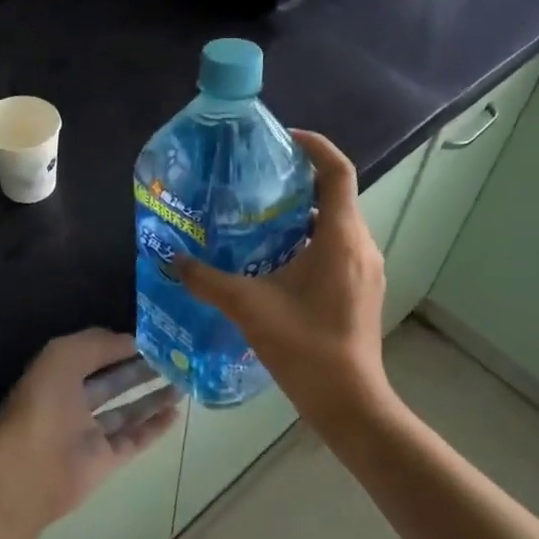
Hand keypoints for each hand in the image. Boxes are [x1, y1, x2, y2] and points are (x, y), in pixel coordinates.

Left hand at [0, 328, 181, 533]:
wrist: (30, 472)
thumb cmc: (44, 406)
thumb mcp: (64, 356)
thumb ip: (98, 344)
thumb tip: (133, 341)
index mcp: (58, 376)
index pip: (94, 355)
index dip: (120, 345)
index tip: (154, 338)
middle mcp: (73, 403)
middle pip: (113, 382)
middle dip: (141, 369)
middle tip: (176, 359)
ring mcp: (90, 434)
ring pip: (127, 410)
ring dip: (153, 396)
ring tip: (183, 382)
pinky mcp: (105, 460)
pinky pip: (135, 439)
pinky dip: (155, 427)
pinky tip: (176, 413)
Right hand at [178, 130, 391, 423]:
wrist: (348, 400)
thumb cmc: (304, 347)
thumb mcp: (249, 308)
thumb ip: (208, 281)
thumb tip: (173, 260)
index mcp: (340, 238)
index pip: (337, 171)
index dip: (314, 146)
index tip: (283, 138)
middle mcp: (361, 245)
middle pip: (335, 195)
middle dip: (299, 181)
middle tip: (257, 181)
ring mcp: (366, 268)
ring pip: (336, 223)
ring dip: (302, 214)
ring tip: (260, 217)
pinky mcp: (362, 288)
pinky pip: (338, 247)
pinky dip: (310, 240)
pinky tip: (276, 259)